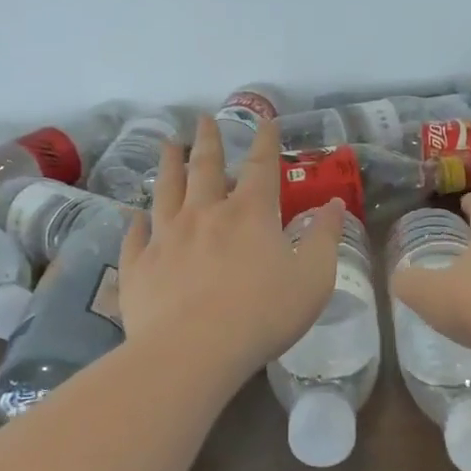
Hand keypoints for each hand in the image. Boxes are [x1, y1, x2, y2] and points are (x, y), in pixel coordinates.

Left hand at [119, 114, 347, 380]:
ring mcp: (166, 237)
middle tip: (203, 119)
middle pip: (204, 167)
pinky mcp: (139, 266)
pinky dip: (136, 222)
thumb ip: (325, 238)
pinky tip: (135, 216)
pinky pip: (136, 236)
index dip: (264, 141)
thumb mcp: (313, 277)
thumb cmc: (263, 314)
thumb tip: (335, 205)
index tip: (264, 120)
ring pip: (165, 191)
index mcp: (249, 214)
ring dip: (168, 165)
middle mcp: (204, 214)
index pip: (260, 166)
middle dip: (207, 141)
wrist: (193, 351)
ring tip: (167, 145)